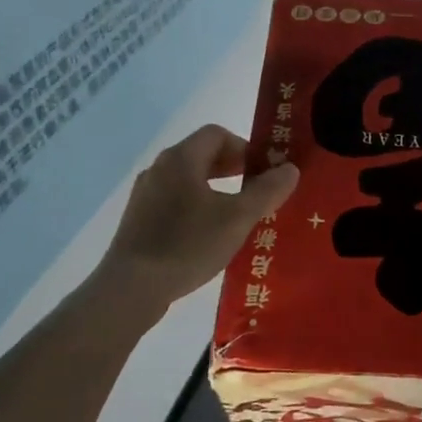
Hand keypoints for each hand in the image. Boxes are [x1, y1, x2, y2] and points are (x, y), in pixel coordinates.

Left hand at [103, 124, 299, 305]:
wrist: (131, 287)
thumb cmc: (188, 244)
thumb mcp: (238, 218)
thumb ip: (267, 191)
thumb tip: (290, 169)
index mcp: (182, 158)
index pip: (217, 134)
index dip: (244, 147)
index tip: (263, 171)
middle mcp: (160, 168)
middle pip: (201, 154)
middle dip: (232, 167)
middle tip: (256, 190)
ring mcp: (145, 194)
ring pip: (187, 179)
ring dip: (215, 188)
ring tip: (236, 214)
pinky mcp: (138, 219)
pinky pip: (174, 200)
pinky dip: (196, 206)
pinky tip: (207, 235)